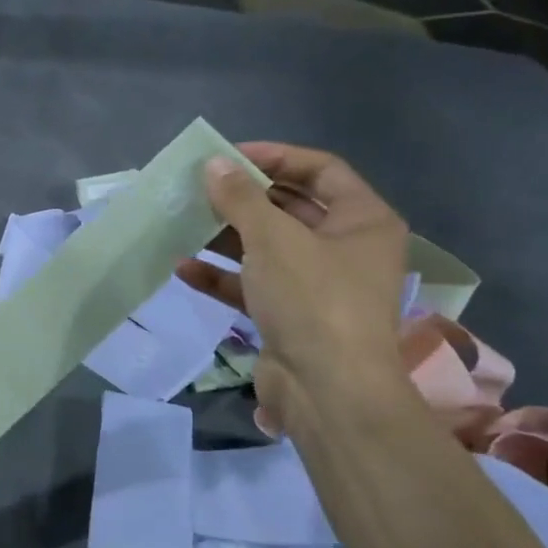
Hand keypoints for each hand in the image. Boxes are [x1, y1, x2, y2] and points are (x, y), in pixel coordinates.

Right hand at [176, 142, 409, 431]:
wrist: (327, 391)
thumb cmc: (312, 299)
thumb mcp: (273, 239)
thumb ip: (240, 198)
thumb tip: (214, 164)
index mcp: (363, 221)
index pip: (320, 170)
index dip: (274, 157)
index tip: (226, 157)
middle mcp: (346, 249)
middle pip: (290, 208)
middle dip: (243, 198)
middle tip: (200, 188)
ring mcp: (318, 285)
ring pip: (267, 248)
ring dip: (226, 236)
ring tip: (184, 222)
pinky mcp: (291, 316)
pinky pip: (254, 285)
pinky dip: (222, 276)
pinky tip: (184, 267)